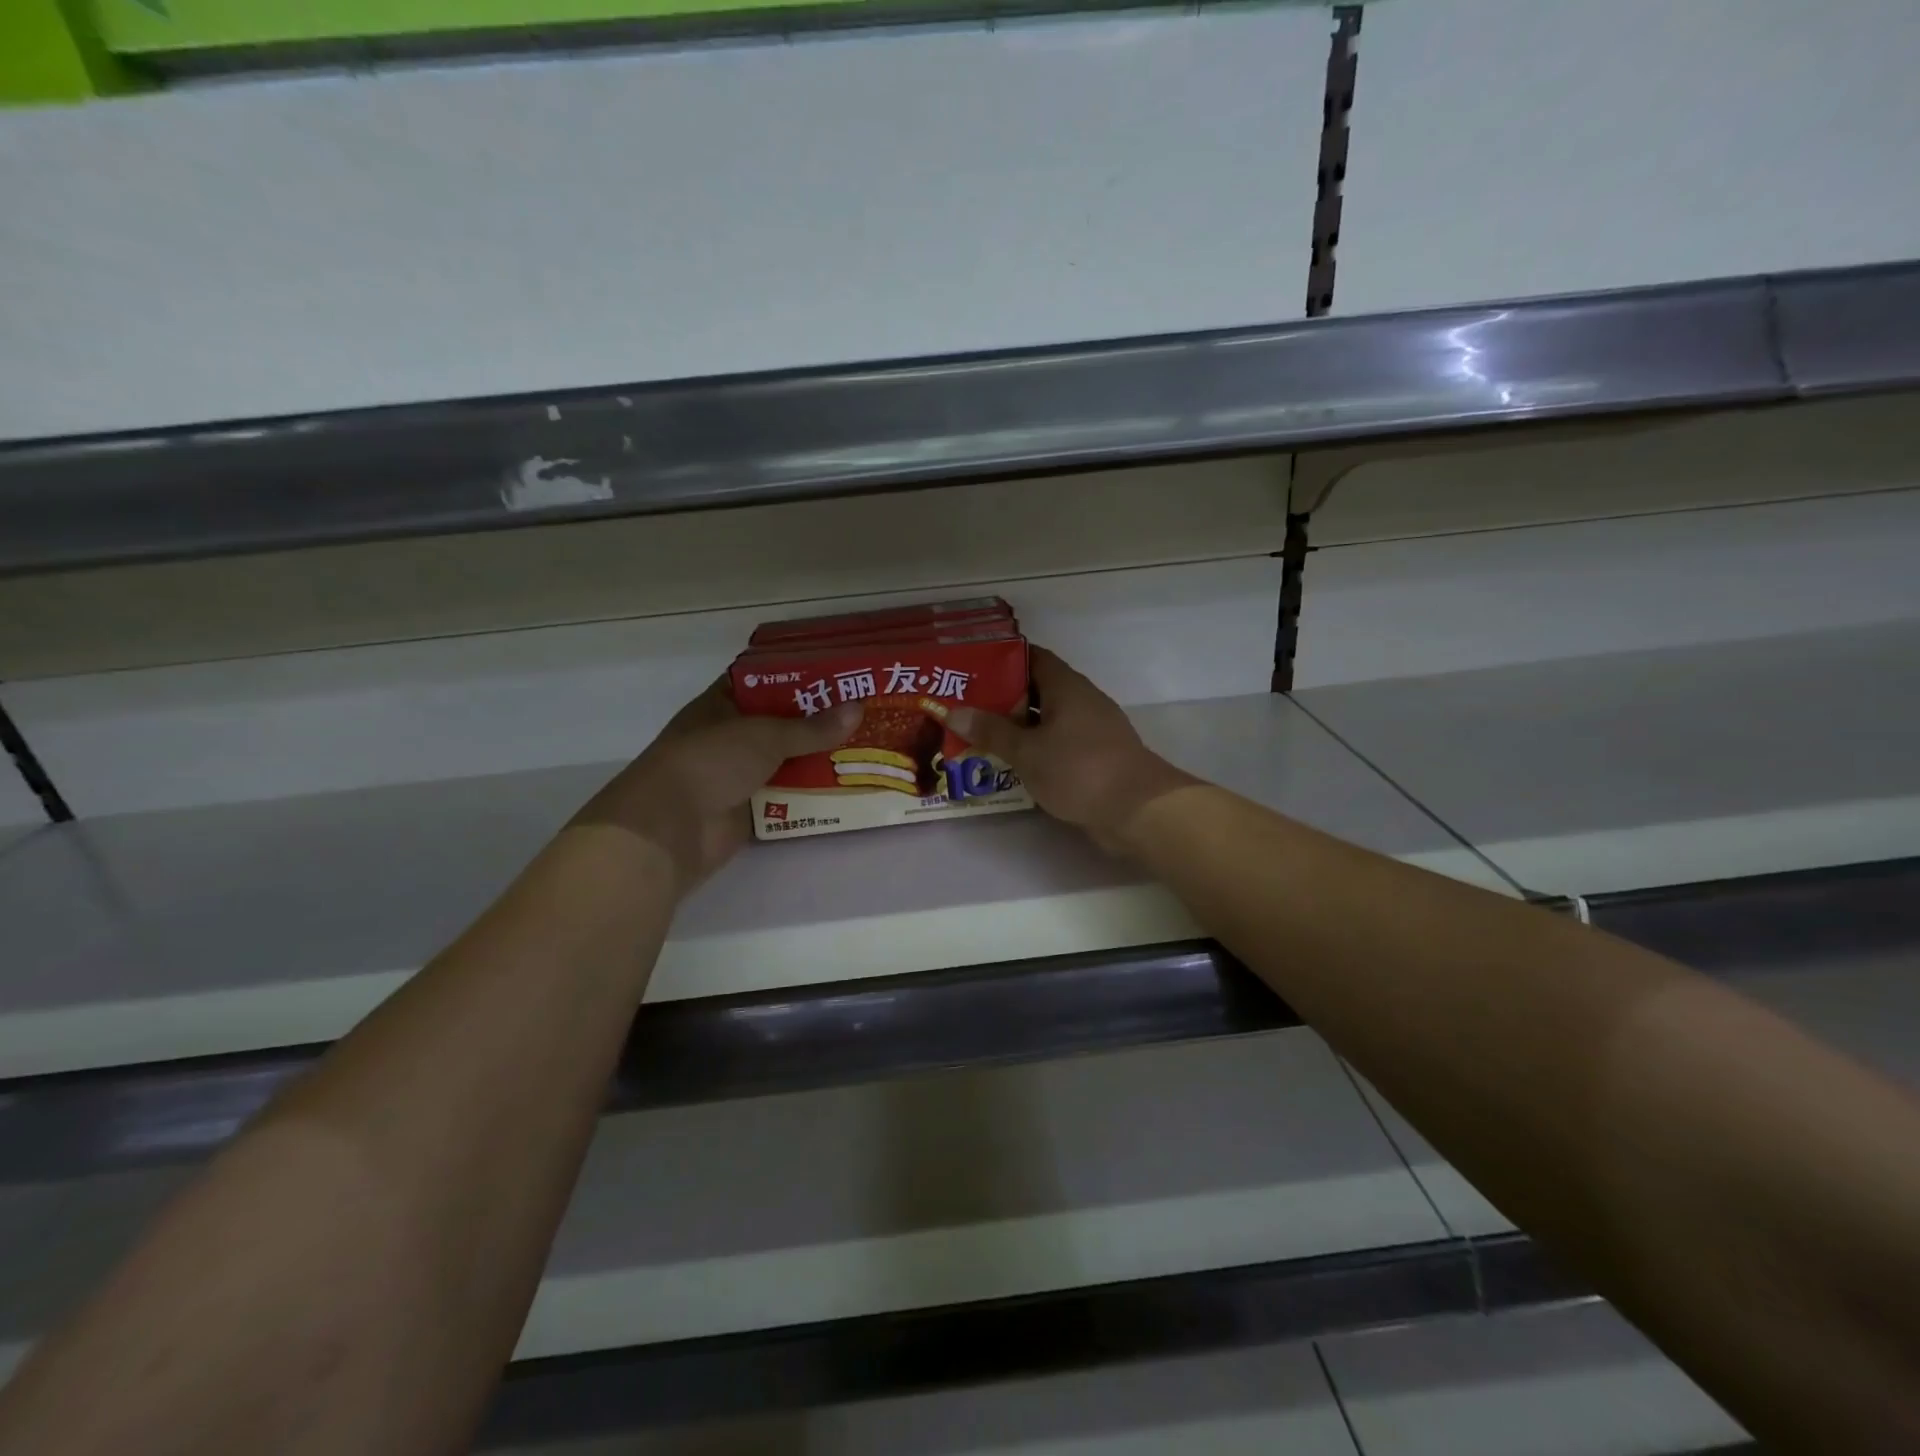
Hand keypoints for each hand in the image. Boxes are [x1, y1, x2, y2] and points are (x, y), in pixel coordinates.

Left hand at [573, 680, 861, 890]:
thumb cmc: (710, 761)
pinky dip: (813, 792)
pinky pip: (789, 795)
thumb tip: (858, 710)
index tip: (837, 674)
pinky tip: (849, 784)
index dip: (797, 676)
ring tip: (867, 746)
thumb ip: (812, 727)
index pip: (763, 681)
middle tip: (865, 711)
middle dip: (819, 720)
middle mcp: (730, 736)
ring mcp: (739, 773)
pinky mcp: (749, 808)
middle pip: (781, 723)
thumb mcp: (764, 735)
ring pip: (788, 760)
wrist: (670, 827)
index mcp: (722, 705)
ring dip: (820, 757)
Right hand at [929, 646, 1198, 852]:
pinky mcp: (1096, 757)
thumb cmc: (1079, 769)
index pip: (1032, 658)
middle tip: (964, 706)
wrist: (1138, 809)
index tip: (971, 668)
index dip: (1002, 659)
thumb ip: (991, 731)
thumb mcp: (1027, 751)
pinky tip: (1010, 763)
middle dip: (1002, 698)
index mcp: (1066, 687)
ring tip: (978, 735)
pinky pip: (1057, 744)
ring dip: (1017, 727)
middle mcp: (1081, 701)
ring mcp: (1091, 730)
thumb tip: (953, 712)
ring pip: (1047, 720)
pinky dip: (1035, 749)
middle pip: (1037, 690)